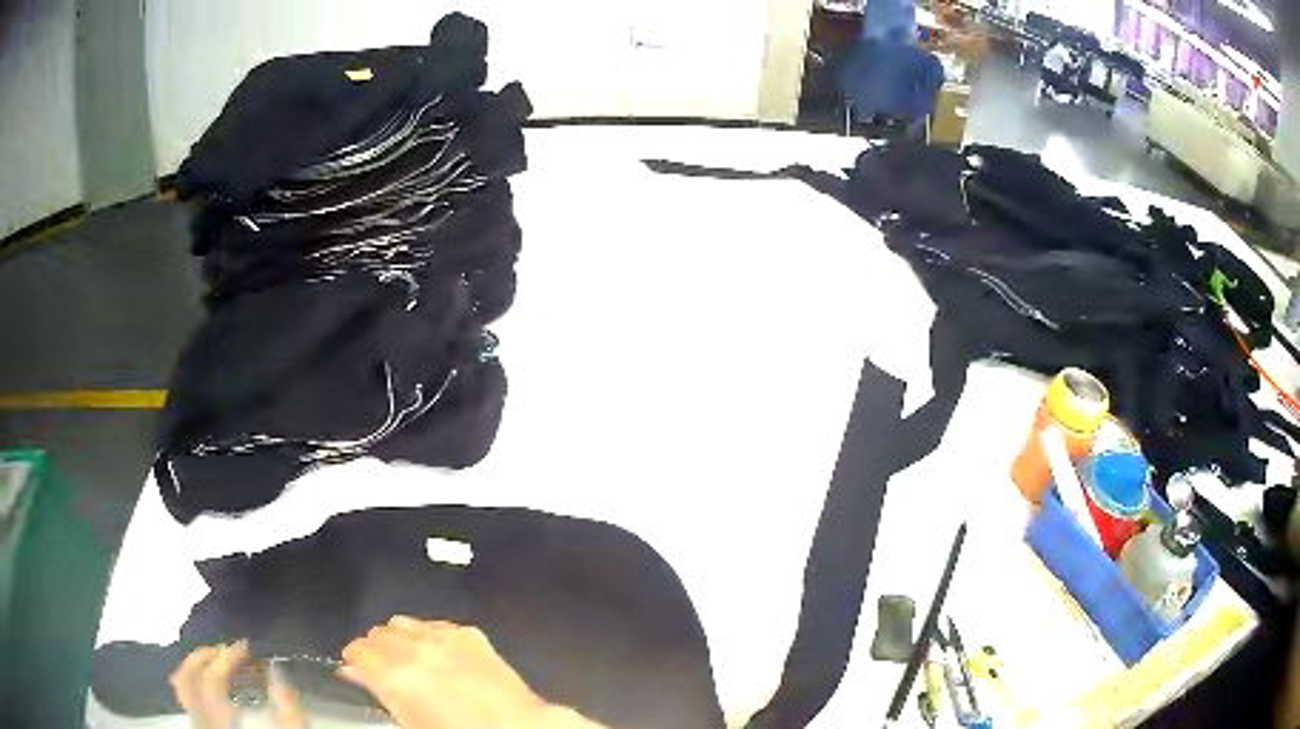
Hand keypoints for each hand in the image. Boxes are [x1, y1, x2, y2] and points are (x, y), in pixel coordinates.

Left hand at [169, 640, 304, 728]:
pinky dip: (193, 681)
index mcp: (221, 722)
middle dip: (208, 657)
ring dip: (197, 666)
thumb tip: (278, 674)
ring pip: (182, 684)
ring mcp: (197, 725)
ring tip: (218, 662)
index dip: (227, 656)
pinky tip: (211, 685)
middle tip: (230, 651)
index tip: (246, 647)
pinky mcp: (199, 728)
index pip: (213, 678)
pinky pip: (185, 697)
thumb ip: (289, 713)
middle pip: (189, 676)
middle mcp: (201, 721)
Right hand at [340, 617, 602, 728]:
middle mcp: (414, 649)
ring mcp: (443, 637)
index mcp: (394, 676)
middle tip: (384, 668)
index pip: (356, 650)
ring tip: (410, 660)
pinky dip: (429, 635)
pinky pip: (435, 624)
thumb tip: (352, 671)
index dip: (355, 661)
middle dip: (376, 649)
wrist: (515, 728)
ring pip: (402, 623)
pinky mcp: (469, 633)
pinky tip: (438, 654)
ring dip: (400, 638)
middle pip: (377, 633)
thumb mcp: (408, 720)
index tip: (356, 669)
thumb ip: (377, 690)